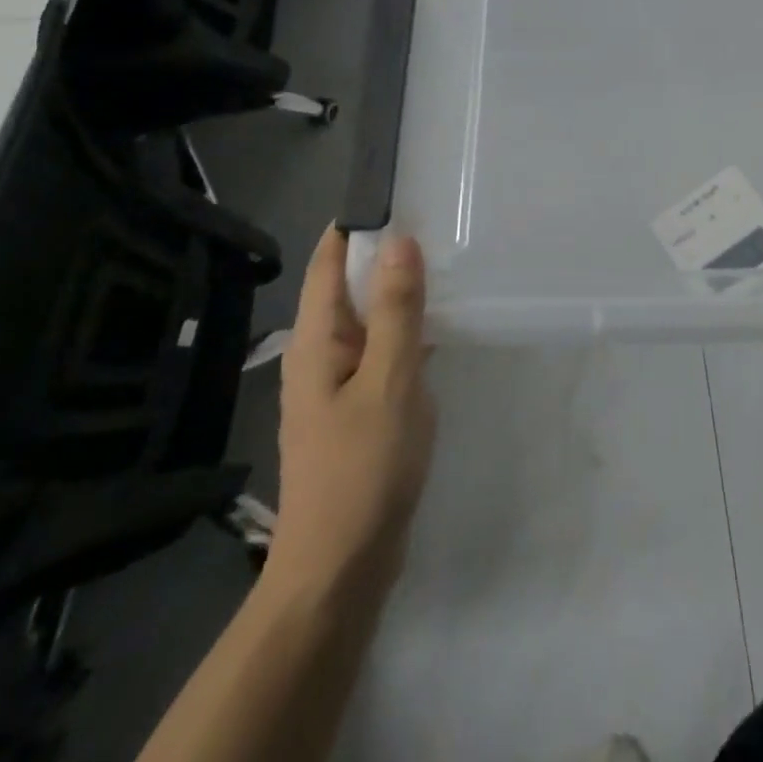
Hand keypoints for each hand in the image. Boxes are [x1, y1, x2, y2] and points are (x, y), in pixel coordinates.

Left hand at [267, 226, 437, 600]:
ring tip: (446, 264)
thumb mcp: (389, 381)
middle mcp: (321, 355)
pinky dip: (406, 330)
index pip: (329, 262)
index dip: (357, 225)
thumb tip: (398, 241)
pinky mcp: (359, 408)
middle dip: (385, 254)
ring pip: (368, 320)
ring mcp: (339, 385)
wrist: (341, 567)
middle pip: (348, 287)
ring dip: (399, 292)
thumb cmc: (363, 468)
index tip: (400, 194)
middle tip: (439, 222)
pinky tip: (439, 328)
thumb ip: (395, 311)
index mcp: (316, 342)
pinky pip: (381, 351)